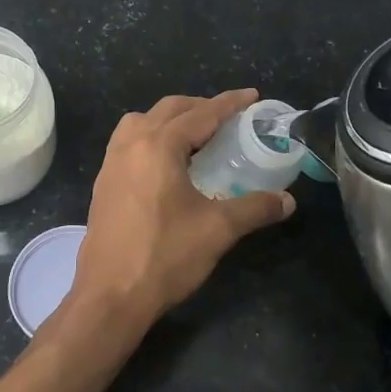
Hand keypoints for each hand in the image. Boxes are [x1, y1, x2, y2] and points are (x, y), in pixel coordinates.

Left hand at [61, 90, 294, 342]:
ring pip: (142, 121)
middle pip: (169, 109)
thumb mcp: (218, 230)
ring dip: (170, 119)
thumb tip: (287, 201)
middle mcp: (131, 144)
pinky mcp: (103, 183)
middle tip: (228, 118)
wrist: (110, 295)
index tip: (252, 96)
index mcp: (159, 146)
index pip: (201, 113)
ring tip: (196, 137)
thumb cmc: (165, 256)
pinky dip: (150, 137)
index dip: (230, 103)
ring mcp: (111, 163)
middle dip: (200, 106)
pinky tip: (166, 164)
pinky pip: (128, 142)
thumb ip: (255, 208)